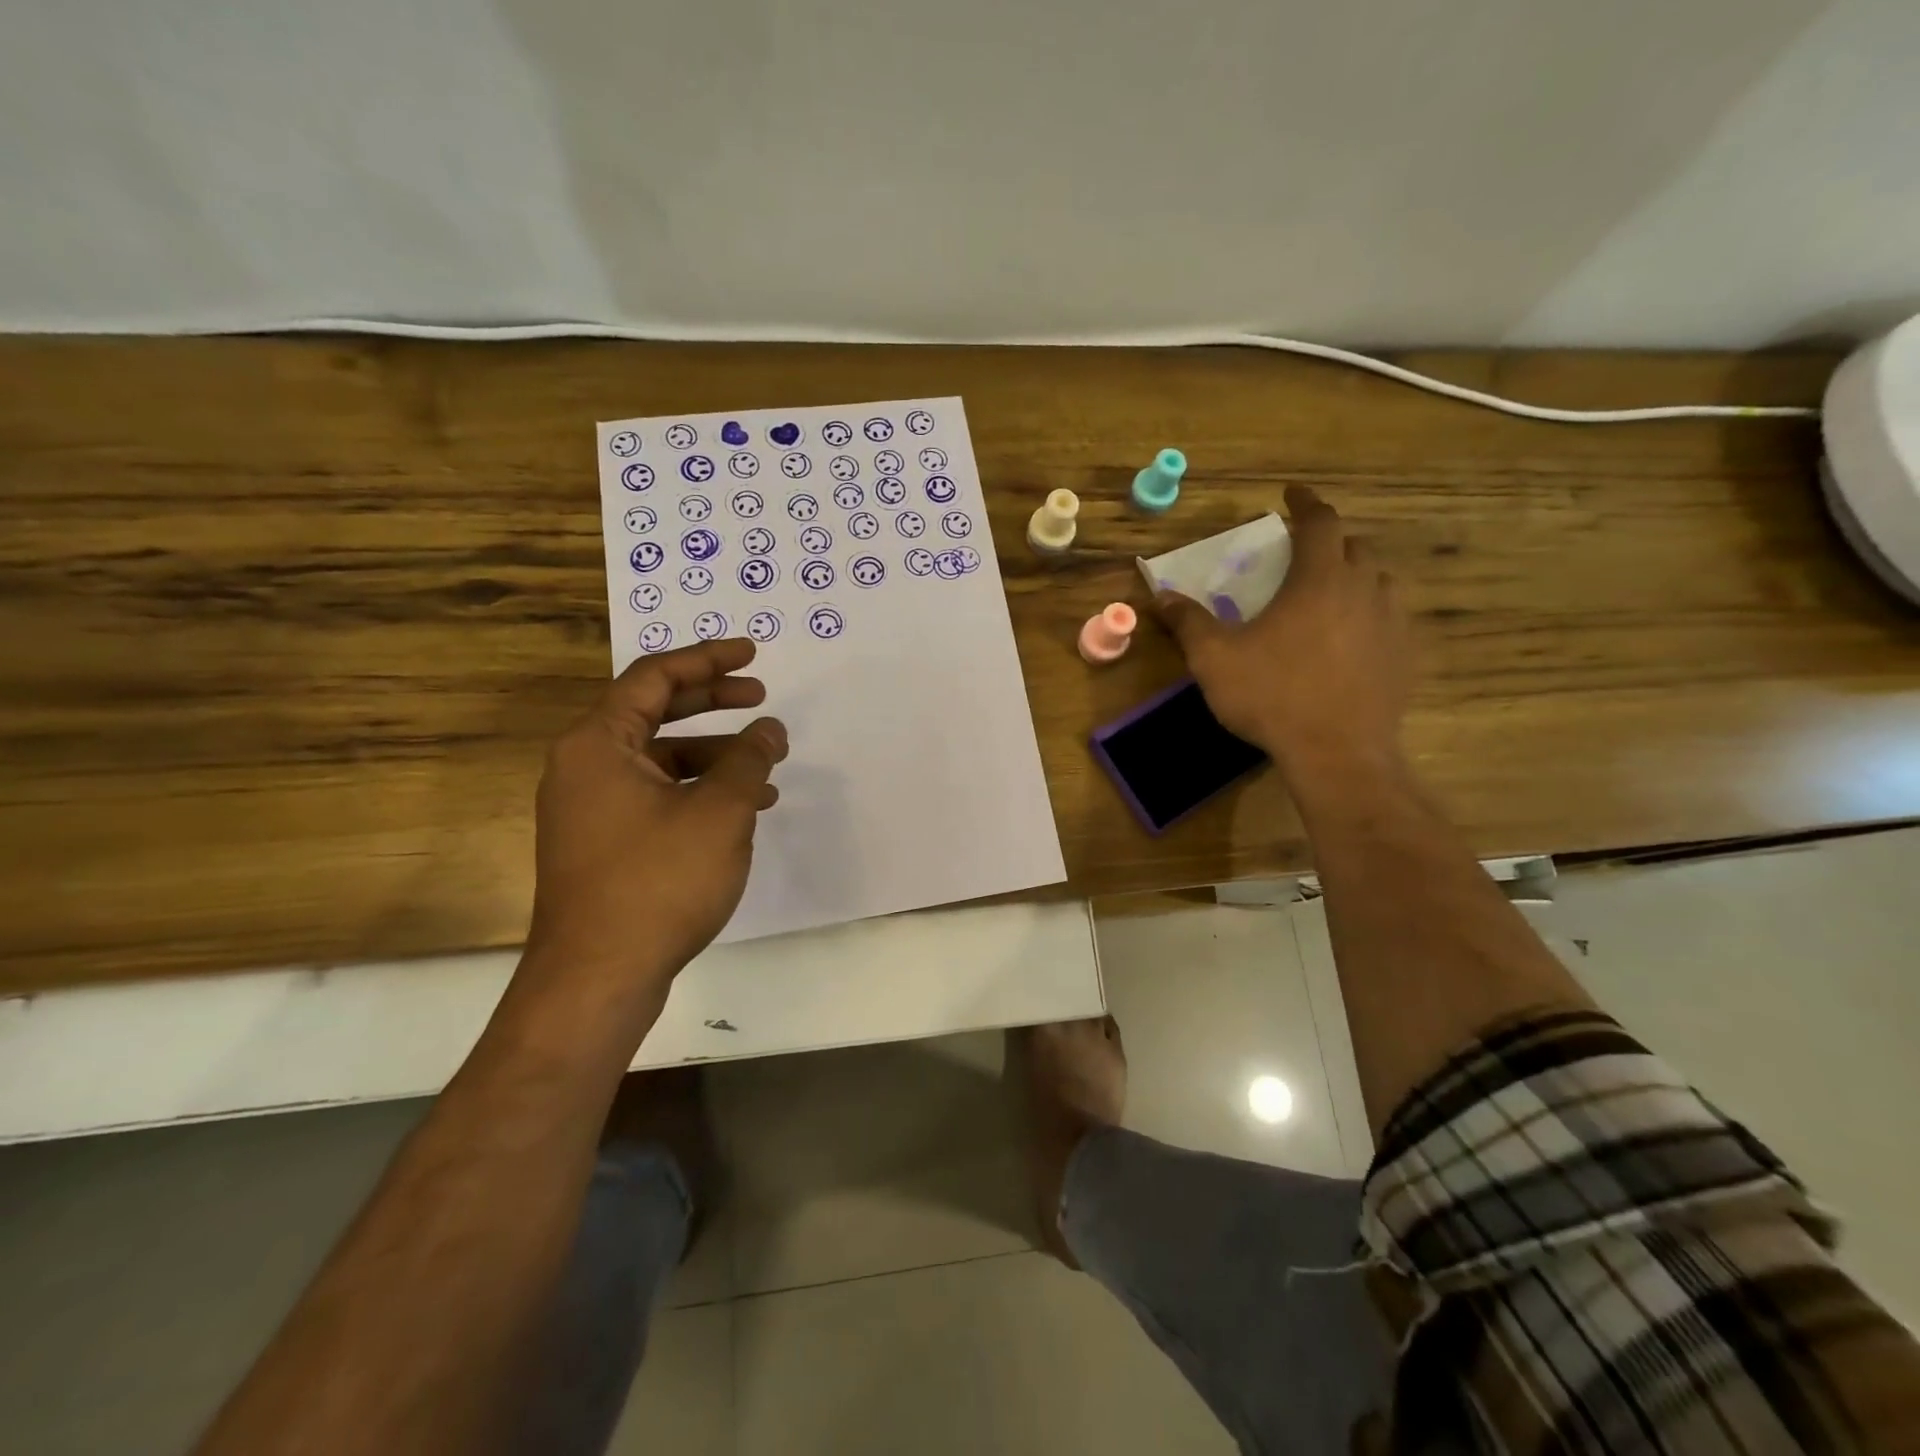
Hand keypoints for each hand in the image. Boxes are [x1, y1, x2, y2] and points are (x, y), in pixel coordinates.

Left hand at [523, 639, 787, 1009]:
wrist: (598, 977)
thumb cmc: (657, 881)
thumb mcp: (719, 811)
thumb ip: (748, 759)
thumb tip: (768, 729)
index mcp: (598, 744)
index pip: (654, 677)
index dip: (707, 659)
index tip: (751, 653)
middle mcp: (585, 767)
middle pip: (654, 712)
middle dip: (712, 701)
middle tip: (760, 694)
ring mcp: (591, 809)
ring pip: (661, 760)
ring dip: (715, 755)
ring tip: (767, 764)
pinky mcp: (605, 843)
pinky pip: (657, 796)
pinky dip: (699, 791)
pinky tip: (743, 809)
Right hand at [1155, 486, 1410, 784]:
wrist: (1337, 753)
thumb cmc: (1272, 695)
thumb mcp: (1215, 659)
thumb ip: (1188, 622)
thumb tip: (1161, 596)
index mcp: (1319, 579)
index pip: (1320, 522)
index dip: (1305, 503)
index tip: (1291, 494)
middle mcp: (1364, 589)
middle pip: (1354, 547)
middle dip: (1329, 541)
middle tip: (1302, 552)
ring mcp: (1391, 623)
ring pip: (1378, 581)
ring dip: (1353, 576)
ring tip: (1328, 593)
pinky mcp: (1403, 657)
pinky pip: (1388, 619)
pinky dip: (1368, 614)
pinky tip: (1349, 639)